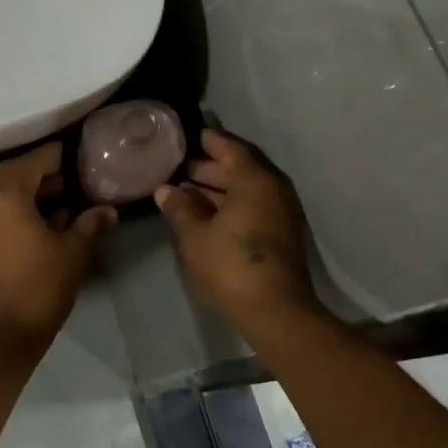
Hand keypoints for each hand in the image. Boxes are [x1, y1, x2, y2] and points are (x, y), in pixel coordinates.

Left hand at [0, 142, 116, 364]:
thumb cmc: (38, 287)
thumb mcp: (73, 253)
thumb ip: (90, 225)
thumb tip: (108, 210)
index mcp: (6, 194)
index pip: (35, 160)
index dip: (57, 155)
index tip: (78, 154)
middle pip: (14, 173)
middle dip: (42, 172)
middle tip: (70, 177)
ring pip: (3, 193)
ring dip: (29, 191)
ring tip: (62, 200)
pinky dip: (18, 209)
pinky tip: (45, 223)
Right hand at [155, 128, 321, 335]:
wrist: (276, 312)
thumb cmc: (231, 264)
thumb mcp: (195, 235)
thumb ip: (179, 207)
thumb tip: (165, 190)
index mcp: (254, 179)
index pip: (230, 147)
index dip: (209, 141)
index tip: (190, 136)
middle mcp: (273, 188)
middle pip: (240, 167)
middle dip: (210, 166)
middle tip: (180, 167)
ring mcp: (281, 212)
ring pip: (247, 188)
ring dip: (219, 187)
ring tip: (186, 191)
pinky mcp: (282, 233)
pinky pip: (254, 204)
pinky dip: (231, 202)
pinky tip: (206, 213)